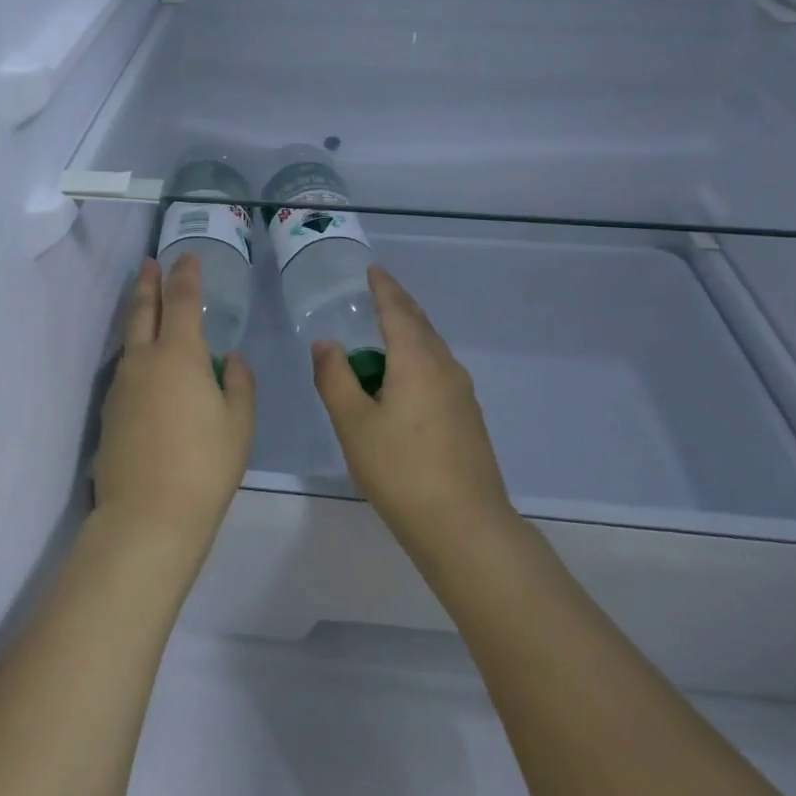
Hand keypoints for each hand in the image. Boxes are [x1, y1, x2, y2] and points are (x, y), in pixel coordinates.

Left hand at [93, 255, 255, 554]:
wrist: (147, 515)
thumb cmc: (205, 465)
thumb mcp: (239, 423)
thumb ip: (238, 384)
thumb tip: (229, 359)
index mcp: (180, 355)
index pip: (182, 299)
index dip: (186, 274)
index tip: (187, 256)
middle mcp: (144, 360)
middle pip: (143, 309)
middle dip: (148, 282)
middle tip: (150, 263)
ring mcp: (121, 385)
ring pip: (129, 338)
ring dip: (138, 315)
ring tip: (146, 305)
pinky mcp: (109, 411)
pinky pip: (125, 369)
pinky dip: (135, 353)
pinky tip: (145, 365)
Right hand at [312, 265, 516, 557]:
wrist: (464, 526)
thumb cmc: (401, 470)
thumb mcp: (354, 424)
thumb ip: (335, 378)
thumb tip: (327, 343)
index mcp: (417, 361)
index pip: (398, 311)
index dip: (384, 288)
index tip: (373, 270)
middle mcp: (445, 368)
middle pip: (420, 325)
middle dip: (399, 305)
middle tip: (379, 292)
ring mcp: (462, 394)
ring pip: (432, 349)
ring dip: (409, 334)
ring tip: (385, 334)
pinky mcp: (467, 418)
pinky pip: (438, 371)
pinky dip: (417, 359)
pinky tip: (404, 380)